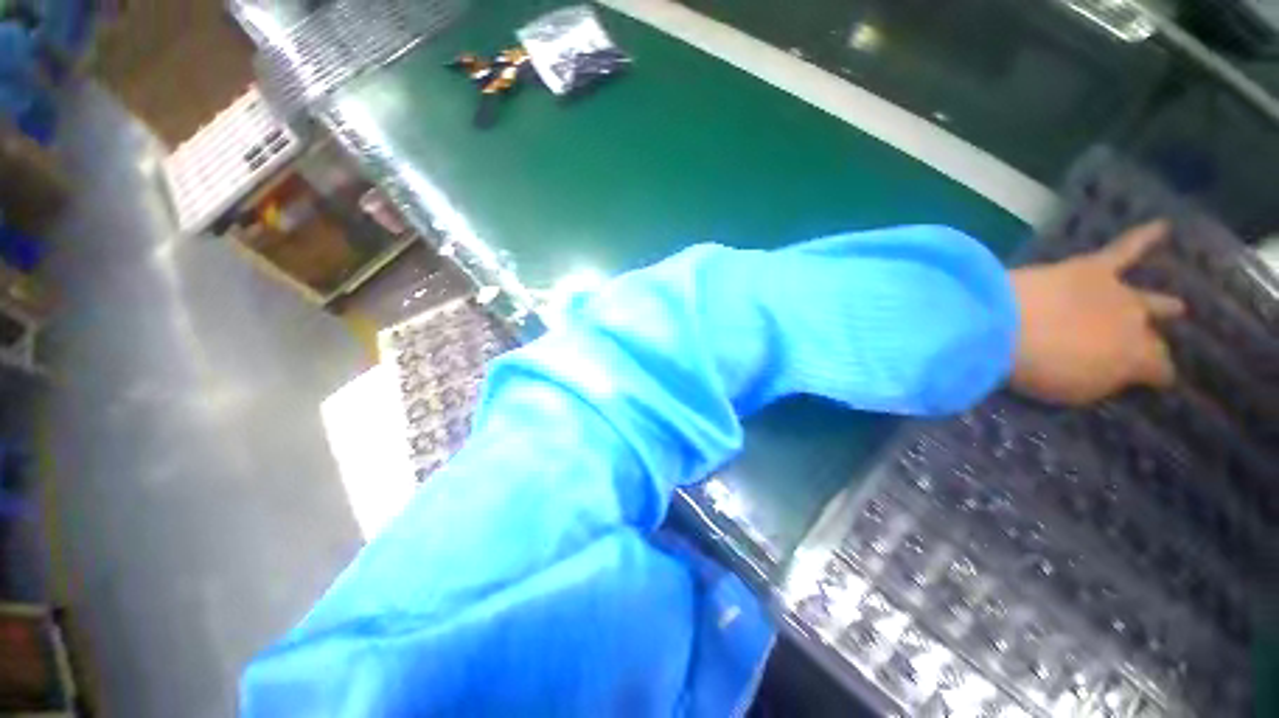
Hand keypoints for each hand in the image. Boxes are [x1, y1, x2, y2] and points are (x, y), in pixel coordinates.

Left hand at [1010, 220, 1185, 405]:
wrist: (1004, 325)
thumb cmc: (1035, 367)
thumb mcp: (1073, 391)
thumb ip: (1099, 379)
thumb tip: (1113, 369)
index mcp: (1135, 360)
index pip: (1159, 369)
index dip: (1156, 376)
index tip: (1155, 382)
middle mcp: (1137, 323)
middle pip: (1149, 335)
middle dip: (1151, 343)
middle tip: (1152, 347)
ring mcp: (1116, 293)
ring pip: (1147, 298)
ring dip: (1161, 303)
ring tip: (1177, 306)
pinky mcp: (1089, 268)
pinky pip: (1124, 247)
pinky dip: (1143, 236)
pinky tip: (1164, 226)